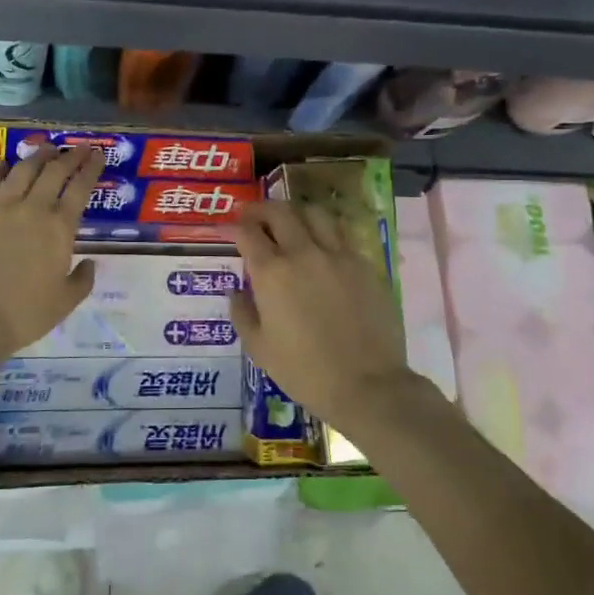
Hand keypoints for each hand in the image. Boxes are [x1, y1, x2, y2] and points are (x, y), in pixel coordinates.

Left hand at [0, 145, 101, 355]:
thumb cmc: (25, 314)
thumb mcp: (65, 302)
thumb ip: (82, 280)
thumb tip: (89, 263)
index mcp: (59, 229)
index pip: (80, 188)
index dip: (91, 168)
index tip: (98, 155)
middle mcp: (32, 209)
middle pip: (54, 172)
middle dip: (69, 156)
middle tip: (78, 147)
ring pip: (22, 171)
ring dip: (36, 156)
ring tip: (45, 147)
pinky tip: (2, 163)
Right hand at [228, 201, 411, 426]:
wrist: (367, 385)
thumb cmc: (304, 371)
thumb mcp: (259, 348)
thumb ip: (242, 312)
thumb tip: (236, 290)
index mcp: (272, 272)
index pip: (247, 233)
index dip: (232, 226)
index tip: (226, 227)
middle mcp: (304, 253)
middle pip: (279, 212)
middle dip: (260, 209)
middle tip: (252, 215)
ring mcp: (338, 255)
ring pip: (315, 213)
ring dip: (296, 212)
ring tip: (290, 222)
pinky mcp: (365, 265)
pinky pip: (342, 235)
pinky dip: (325, 232)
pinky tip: (322, 245)